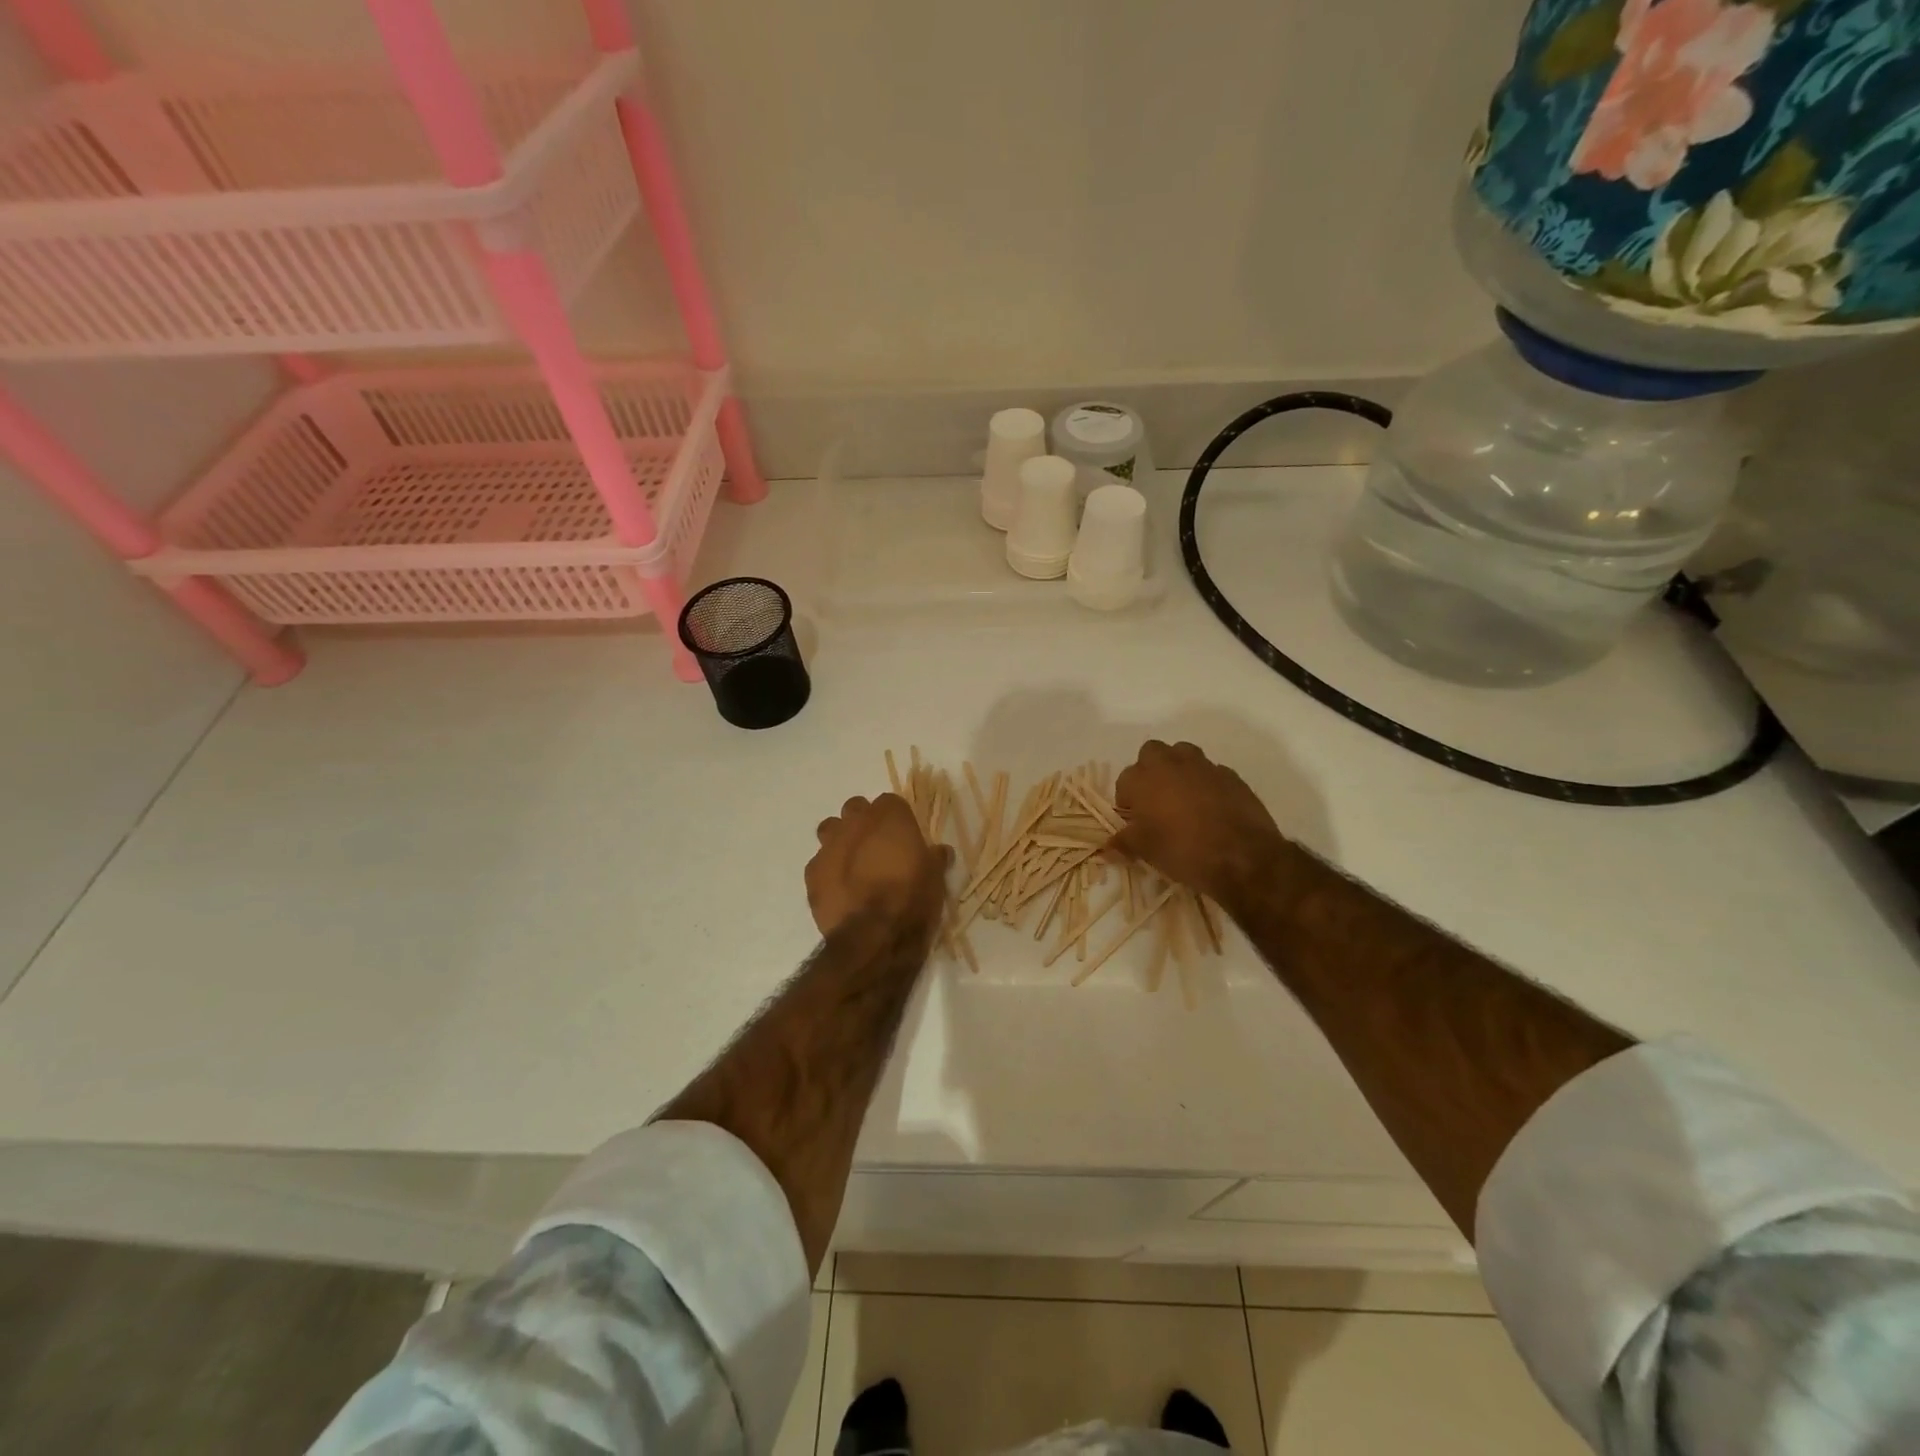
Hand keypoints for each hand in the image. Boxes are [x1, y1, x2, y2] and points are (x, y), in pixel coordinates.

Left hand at [807, 794, 949, 937]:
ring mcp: (829, 846)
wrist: (874, 936)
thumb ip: (934, 858)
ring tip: (854, 864)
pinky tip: (840, 889)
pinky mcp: (812, 873)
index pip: (890, 802)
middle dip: (864, 822)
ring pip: (830, 829)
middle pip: (856, 808)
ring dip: (840, 840)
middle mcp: (855, 823)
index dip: (897, 818)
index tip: (904, 837)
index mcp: (889, 817)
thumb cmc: (912, 899)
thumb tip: (940, 851)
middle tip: (878, 847)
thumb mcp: (935, 878)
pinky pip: (819, 863)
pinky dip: (828, 871)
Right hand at [1109, 741, 1291, 910]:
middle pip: (1151, 754)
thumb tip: (1106, 849)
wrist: (1242, 856)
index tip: (1134, 823)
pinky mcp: (1231, 776)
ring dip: (1178, 771)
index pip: (1124, 781)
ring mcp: (1204, 766)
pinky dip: (1206, 785)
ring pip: (1183, 756)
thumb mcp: (1146, 851)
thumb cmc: (1182, 849)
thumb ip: (1123, 844)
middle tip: (1155, 802)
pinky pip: (1211, 773)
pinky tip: (1211, 810)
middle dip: (1150, 772)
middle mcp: (1171, 763)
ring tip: (1182, 802)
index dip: (1127, 802)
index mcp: (1144, 777)